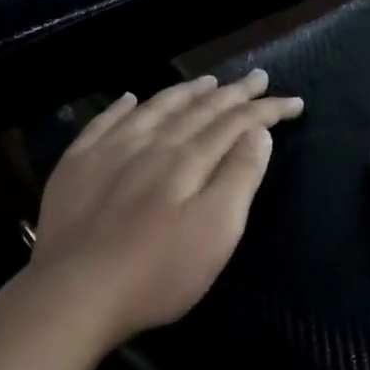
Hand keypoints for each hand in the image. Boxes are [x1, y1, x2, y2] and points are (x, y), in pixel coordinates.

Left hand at [27, 69, 302, 348]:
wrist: (75, 293)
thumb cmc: (158, 272)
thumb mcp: (216, 231)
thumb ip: (238, 178)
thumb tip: (258, 133)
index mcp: (188, 160)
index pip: (235, 123)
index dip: (267, 110)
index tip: (294, 101)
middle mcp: (150, 144)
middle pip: (198, 110)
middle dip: (232, 93)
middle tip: (257, 77)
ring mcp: (108, 152)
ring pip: (154, 109)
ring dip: (185, 93)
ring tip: (207, 81)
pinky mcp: (76, 168)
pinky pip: (103, 123)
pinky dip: (122, 107)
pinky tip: (130, 98)